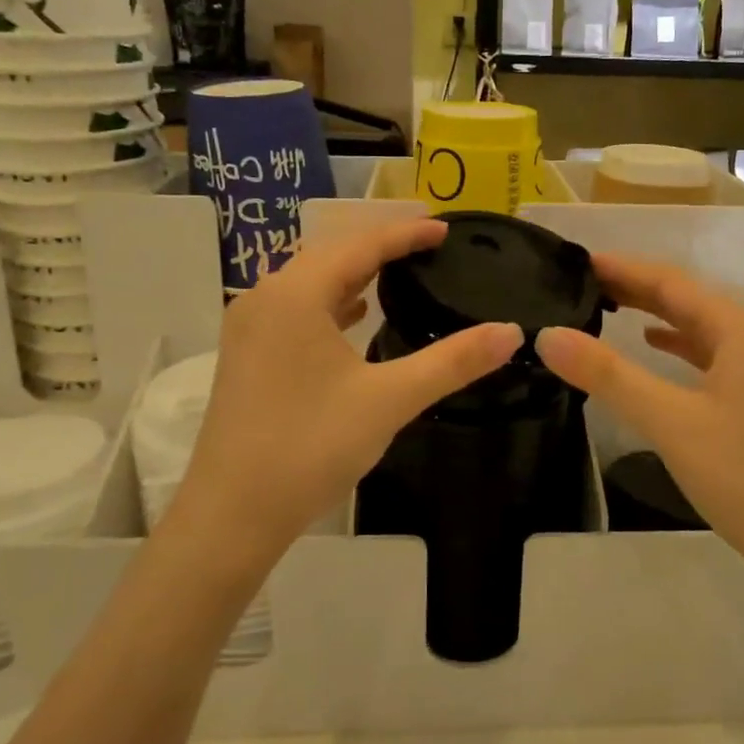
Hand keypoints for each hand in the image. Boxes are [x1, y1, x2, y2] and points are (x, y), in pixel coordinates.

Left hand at [170, 220, 522, 571]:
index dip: (405, 233)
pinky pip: (296, 308)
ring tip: (399, 272)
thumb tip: (511, 333)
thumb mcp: (389, 400)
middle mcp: (265, 297)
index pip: (360, 245)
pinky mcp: (246, 355)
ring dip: (354, 272)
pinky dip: (331, 301)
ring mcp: (249, 327)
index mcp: (295, 294)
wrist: (232, 515)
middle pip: (331, 254)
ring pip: (310, 282)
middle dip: (380, 246)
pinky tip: (355, 314)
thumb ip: (452, 361)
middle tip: (428, 246)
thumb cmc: (310, 447)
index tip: (445, 229)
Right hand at [536, 253, 743, 576]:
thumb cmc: (742, 475)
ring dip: (653, 312)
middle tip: (582, 280)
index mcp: (738, 330)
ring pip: (695, 326)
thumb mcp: (669, 421)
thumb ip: (608, 375)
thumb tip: (548, 335)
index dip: (624, 268)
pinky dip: (674, 344)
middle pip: (685, 299)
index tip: (579, 259)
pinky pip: (705, 353)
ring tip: (607, 304)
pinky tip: (651, 344)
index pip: (671, 283)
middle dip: (636, 286)